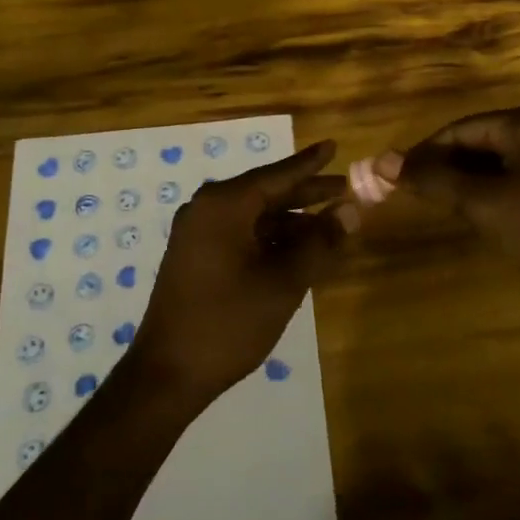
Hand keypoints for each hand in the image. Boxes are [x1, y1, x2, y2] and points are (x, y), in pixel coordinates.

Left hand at [128, 140, 348, 406]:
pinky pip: (241, 234)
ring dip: (291, 221)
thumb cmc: (229, 322)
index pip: (276, 175)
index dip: (309, 164)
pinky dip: (271, 238)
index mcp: (224, 205)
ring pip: (255, 216)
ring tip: (331, 227)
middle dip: (306, 193)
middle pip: (266, 192)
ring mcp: (198, 233)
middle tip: (345, 189)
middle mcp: (207, 209)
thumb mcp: (283, 282)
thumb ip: (319, 243)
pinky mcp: (196, 256)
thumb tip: (352, 211)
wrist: (168, 374)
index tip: (333, 146)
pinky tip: (298, 250)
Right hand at [387, 107, 519, 313]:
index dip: (423, 152)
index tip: (394, 178)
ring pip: (494, 165)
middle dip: (444, 168)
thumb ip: (434, 180)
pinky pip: (513, 181)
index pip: (459, 129)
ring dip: (464, 183)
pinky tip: (476, 217)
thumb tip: (383, 161)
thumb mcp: (484, 202)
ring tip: (439, 208)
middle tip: (413, 196)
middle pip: (477, 143)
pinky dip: (489, 194)